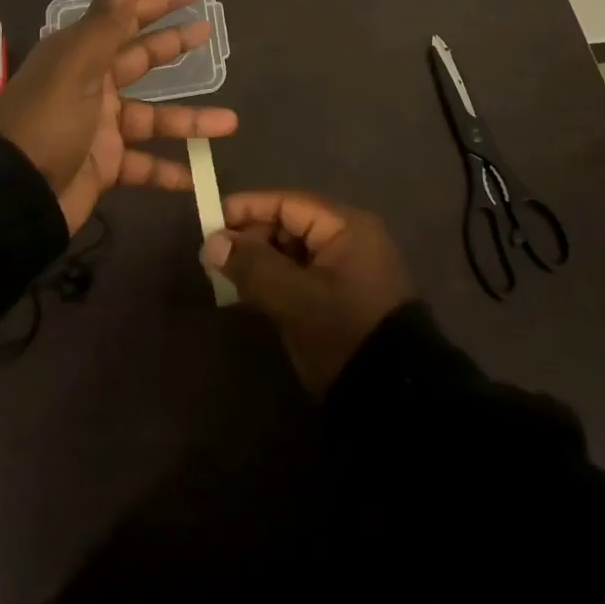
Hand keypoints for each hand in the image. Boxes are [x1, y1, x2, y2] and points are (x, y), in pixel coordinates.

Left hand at [0, 0, 236, 232]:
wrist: (12, 198)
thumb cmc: (47, 122)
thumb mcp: (79, 65)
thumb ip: (108, 17)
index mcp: (81, 54)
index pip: (127, 18)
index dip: (160, 2)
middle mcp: (91, 84)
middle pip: (141, 59)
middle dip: (175, 45)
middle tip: (210, 33)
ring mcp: (99, 127)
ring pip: (153, 118)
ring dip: (189, 121)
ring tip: (230, 122)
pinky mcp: (104, 165)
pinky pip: (144, 165)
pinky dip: (169, 172)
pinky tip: (198, 178)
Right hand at [201, 190, 413, 394]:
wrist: (394, 400)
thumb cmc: (344, 334)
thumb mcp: (295, 300)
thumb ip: (253, 266)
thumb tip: (212, 241)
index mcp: (345, 226)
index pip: (288, 202)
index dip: (248, 208)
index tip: (210, 219)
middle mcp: (349, 238)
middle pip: (290, 224)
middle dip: (252, 237)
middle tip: (214, 255)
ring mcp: (347, 268)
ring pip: (293, 251)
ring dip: (260, 260)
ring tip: (225, 275)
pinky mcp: (342, 296)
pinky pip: (301, 274)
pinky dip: (275, 279)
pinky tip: (248, 293)